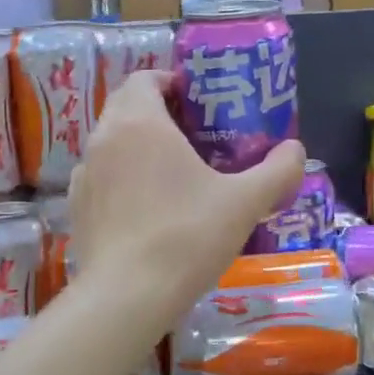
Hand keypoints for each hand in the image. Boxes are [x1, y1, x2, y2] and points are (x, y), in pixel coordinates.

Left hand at [69, 71, 305, 329]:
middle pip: (125, 106)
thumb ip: (278, 171)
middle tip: (193, 135)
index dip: (170, 82)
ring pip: (111, 143)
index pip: (144, 78)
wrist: (128, 296)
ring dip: (136, 145)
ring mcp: (85, 175)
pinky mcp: (77, 208)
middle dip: (156, 111)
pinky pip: (100, 177)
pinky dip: (120, 179)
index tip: (198, 103)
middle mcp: (104, 138)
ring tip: (170, 172)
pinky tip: (145, 207)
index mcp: (139, 122)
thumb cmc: (187, 236)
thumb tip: (296, 150)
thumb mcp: (245, 202)